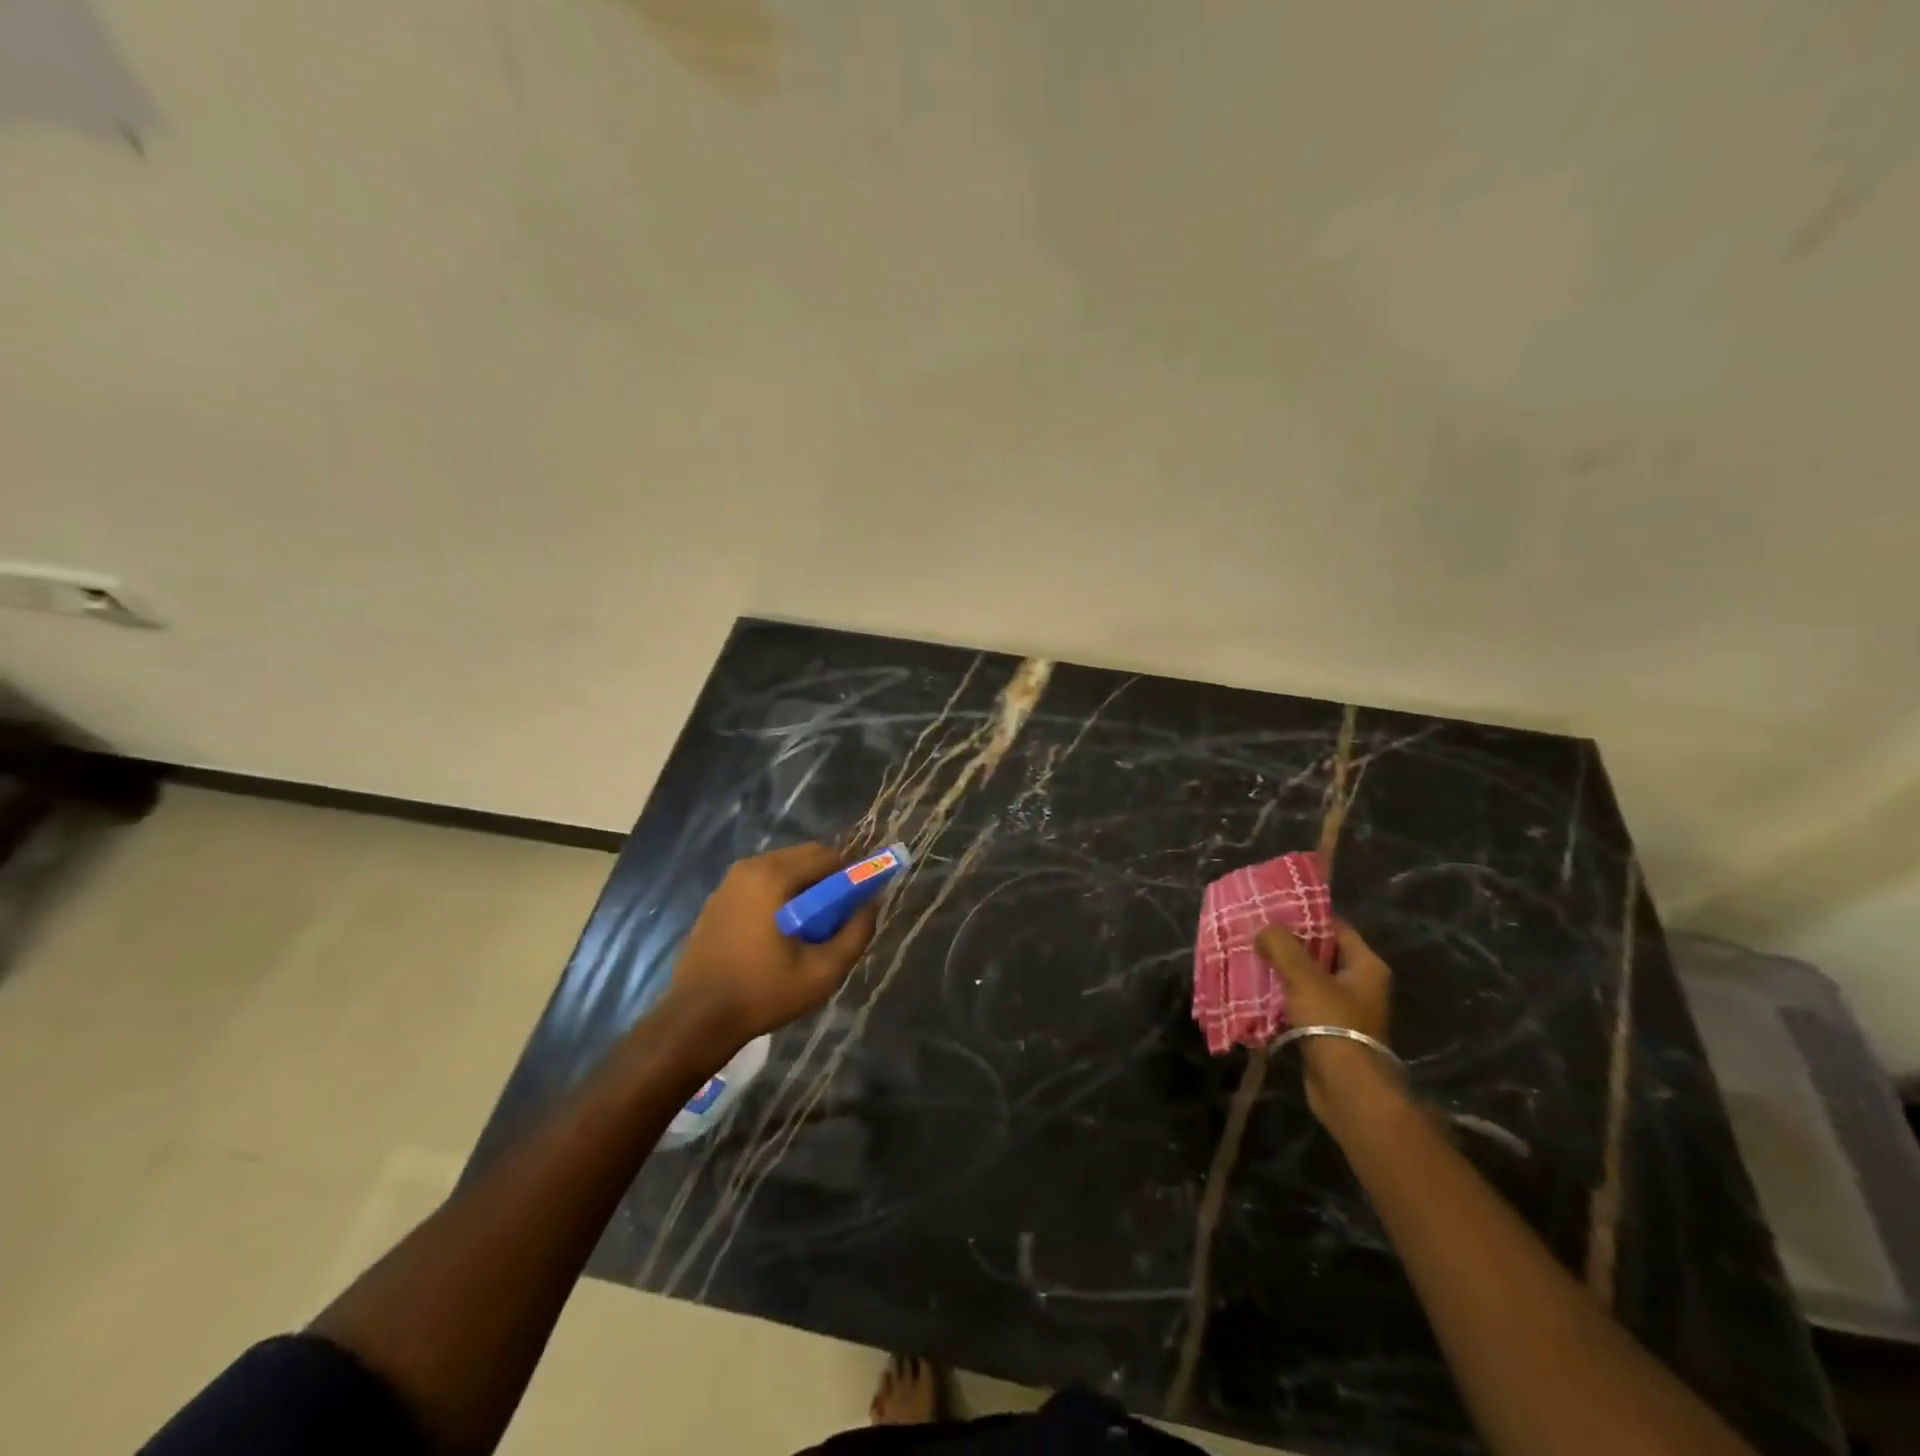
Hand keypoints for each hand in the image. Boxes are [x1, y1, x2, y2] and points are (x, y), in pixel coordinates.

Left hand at [664, 843, 880, 1052]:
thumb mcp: (822, 972)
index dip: (850, 877)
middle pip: (805, 857)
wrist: (696, 1018)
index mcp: (774, 876)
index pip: (828, 857)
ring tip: (807, 929)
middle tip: (834, 919)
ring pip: (783, 868)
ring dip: (803, 887)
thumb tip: (871, 903)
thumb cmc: (763, 993)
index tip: (856, 906)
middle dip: (827, 880)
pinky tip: (778, 932)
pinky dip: (779, 895)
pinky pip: (761, 882)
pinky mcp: (718, 898)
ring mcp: (729, 882)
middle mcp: (750, 867)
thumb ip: (856, 933)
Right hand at [1254, 919, 1392, 1121]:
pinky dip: (1280, 997)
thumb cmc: (1333, 1024)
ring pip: (1307, 979)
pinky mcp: (1326, 1031)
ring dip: (1281, 971)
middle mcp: (1359, 985)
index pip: (1337, 927)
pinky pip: (1300, 1004)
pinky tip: (1255, 990)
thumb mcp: (1304, 977)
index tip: (1275, 908)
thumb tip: (1263, 929)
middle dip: (1288, 943)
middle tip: (1255, 931)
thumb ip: (1282, 946)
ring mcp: (1344, 1010)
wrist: (1347, 1088)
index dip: (1307, 915)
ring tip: (1249, 957)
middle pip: (1320, 953)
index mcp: (1366, 966)